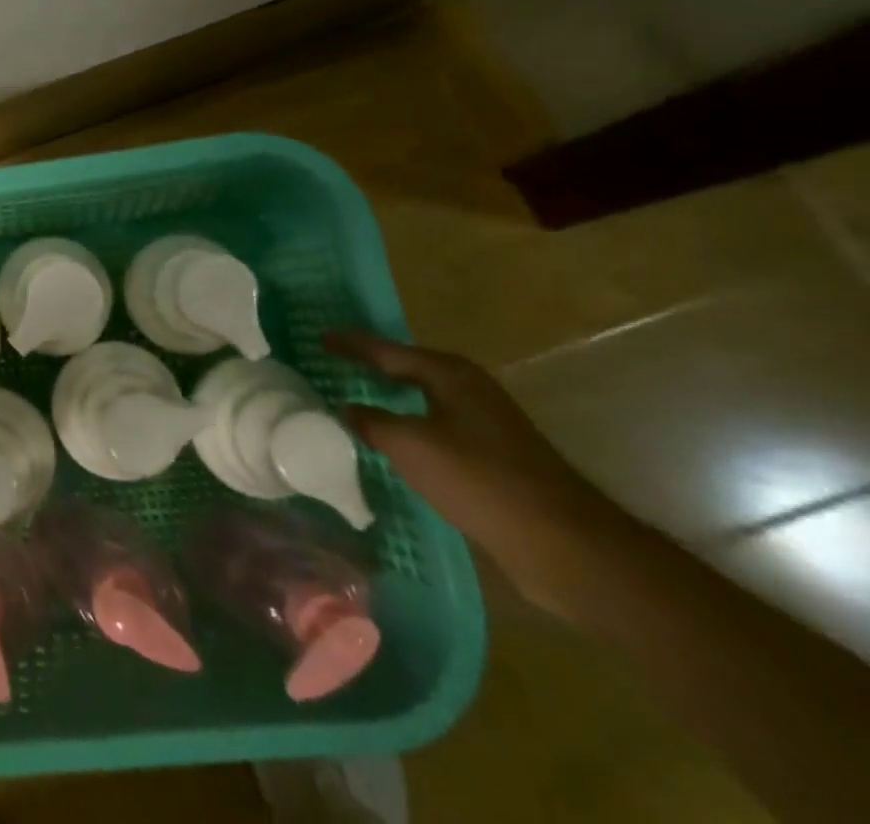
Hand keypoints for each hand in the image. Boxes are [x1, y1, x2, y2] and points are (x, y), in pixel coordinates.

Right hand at [324, 331, 625, 619]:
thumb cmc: (482, 481)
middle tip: (332, 366)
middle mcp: (470, 392)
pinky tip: (390, 447)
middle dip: (371, 368)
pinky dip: (408, 431)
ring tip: (351, 403)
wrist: (566, 548)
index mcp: (452, 376)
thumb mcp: (410, 446)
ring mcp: (486, 427)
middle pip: (408, 371)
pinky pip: (435, 433)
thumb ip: (371, 422)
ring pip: (423, 404)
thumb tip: (347, 409)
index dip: (351, 345)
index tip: (318, 338)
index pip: (387, 351)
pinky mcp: (494, 462)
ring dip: (390, 403)